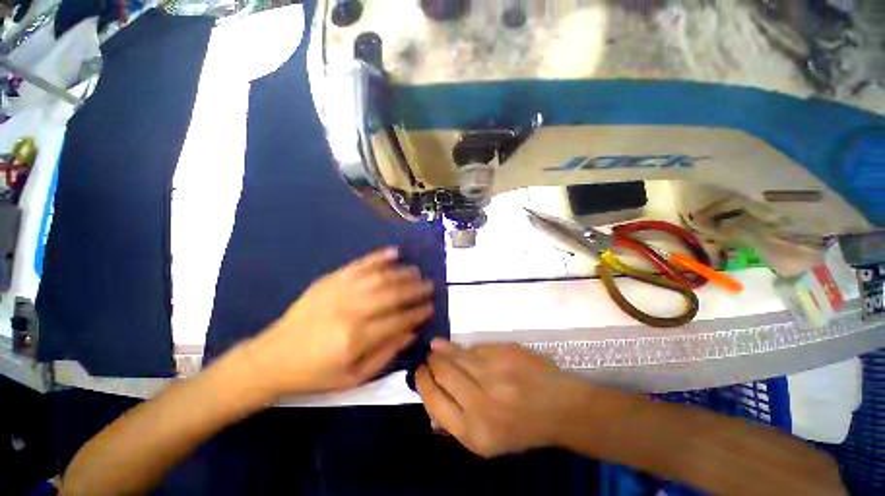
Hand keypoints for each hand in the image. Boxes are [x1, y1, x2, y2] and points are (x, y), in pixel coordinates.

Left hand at [245, 247, 434, 396]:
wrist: (272, 358)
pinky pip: (360, 264)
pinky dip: (379, 257)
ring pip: (380, 276)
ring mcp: (339, 291)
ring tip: (417, 272)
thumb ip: (386, 354)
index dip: (418, 313)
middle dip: (416, 289)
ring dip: (403, 272)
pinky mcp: (329, 280)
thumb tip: (412, 332)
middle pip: (392, 294)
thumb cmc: (315, 374)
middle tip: (430, 286)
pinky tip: (394, 252)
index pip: (398, 320)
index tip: (431, 307)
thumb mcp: (354, 377)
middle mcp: (351, 310)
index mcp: (356, 338)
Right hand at [416, 339, 590, 457]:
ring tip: (437, 348)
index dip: (422, 382)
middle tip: (428, 357)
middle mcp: (482, 403)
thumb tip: (429, 392)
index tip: (419, 371)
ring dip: (443, 350)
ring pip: (457, 355)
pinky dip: (464, 348)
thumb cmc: (522, 427)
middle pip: (443, 373)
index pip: (434, 401)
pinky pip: (475, 347)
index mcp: (474, 432)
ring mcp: (495, 374)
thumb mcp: (486, 438)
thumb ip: (455, 418)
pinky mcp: (505, 354)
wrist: (561, 408)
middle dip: (431, 362)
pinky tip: (460, 348)